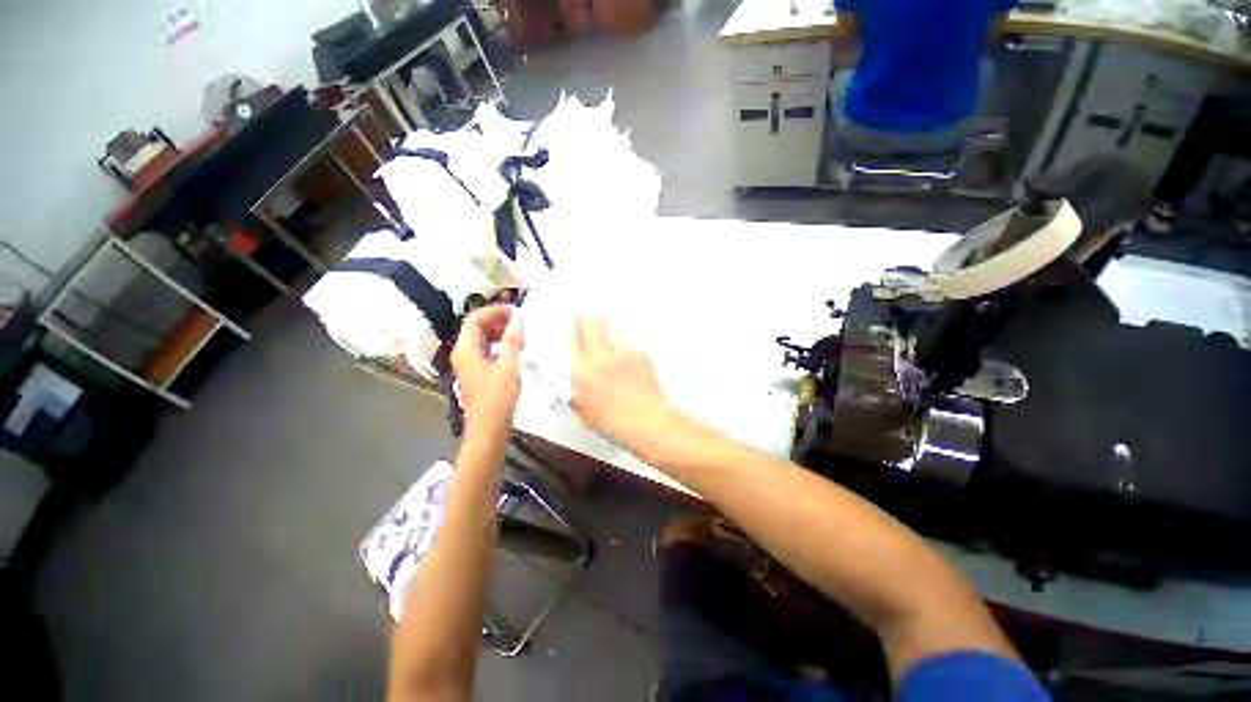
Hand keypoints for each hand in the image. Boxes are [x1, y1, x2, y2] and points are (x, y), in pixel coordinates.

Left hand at [451, 305, 523, 438]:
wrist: (487, 427)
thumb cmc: (498, 398)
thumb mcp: (509, 367)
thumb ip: (512, 343)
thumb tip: (517, 324)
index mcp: (466, 350)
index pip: (474, 319)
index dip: (493, 311)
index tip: (513, 311)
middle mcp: (462, 354)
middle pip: (474, 328)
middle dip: (495, 320)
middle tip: (517, 320)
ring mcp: (467, 364)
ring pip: (479, 339)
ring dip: (496, 332)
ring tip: (516, 332)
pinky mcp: (474, 373)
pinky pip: (482, 350)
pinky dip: (495, 344)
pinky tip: (510, 348)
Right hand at [569, 319, 668, 441]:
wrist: (647, 421)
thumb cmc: (614, 422)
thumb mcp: (582, 408)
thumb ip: (573, 387)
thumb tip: (569, 374)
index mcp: (581, 371)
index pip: (570, 339)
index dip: (569, 332)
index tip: (570, 331)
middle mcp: (599, 356)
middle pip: (588, 324)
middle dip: (584, 323)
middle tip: (584, 326)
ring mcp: (621, 352)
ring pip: (607, 327)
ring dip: (602, 329)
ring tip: (603, 337)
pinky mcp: (638, 352)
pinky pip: (624, 339)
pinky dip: (619, 342)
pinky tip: (621, 356)